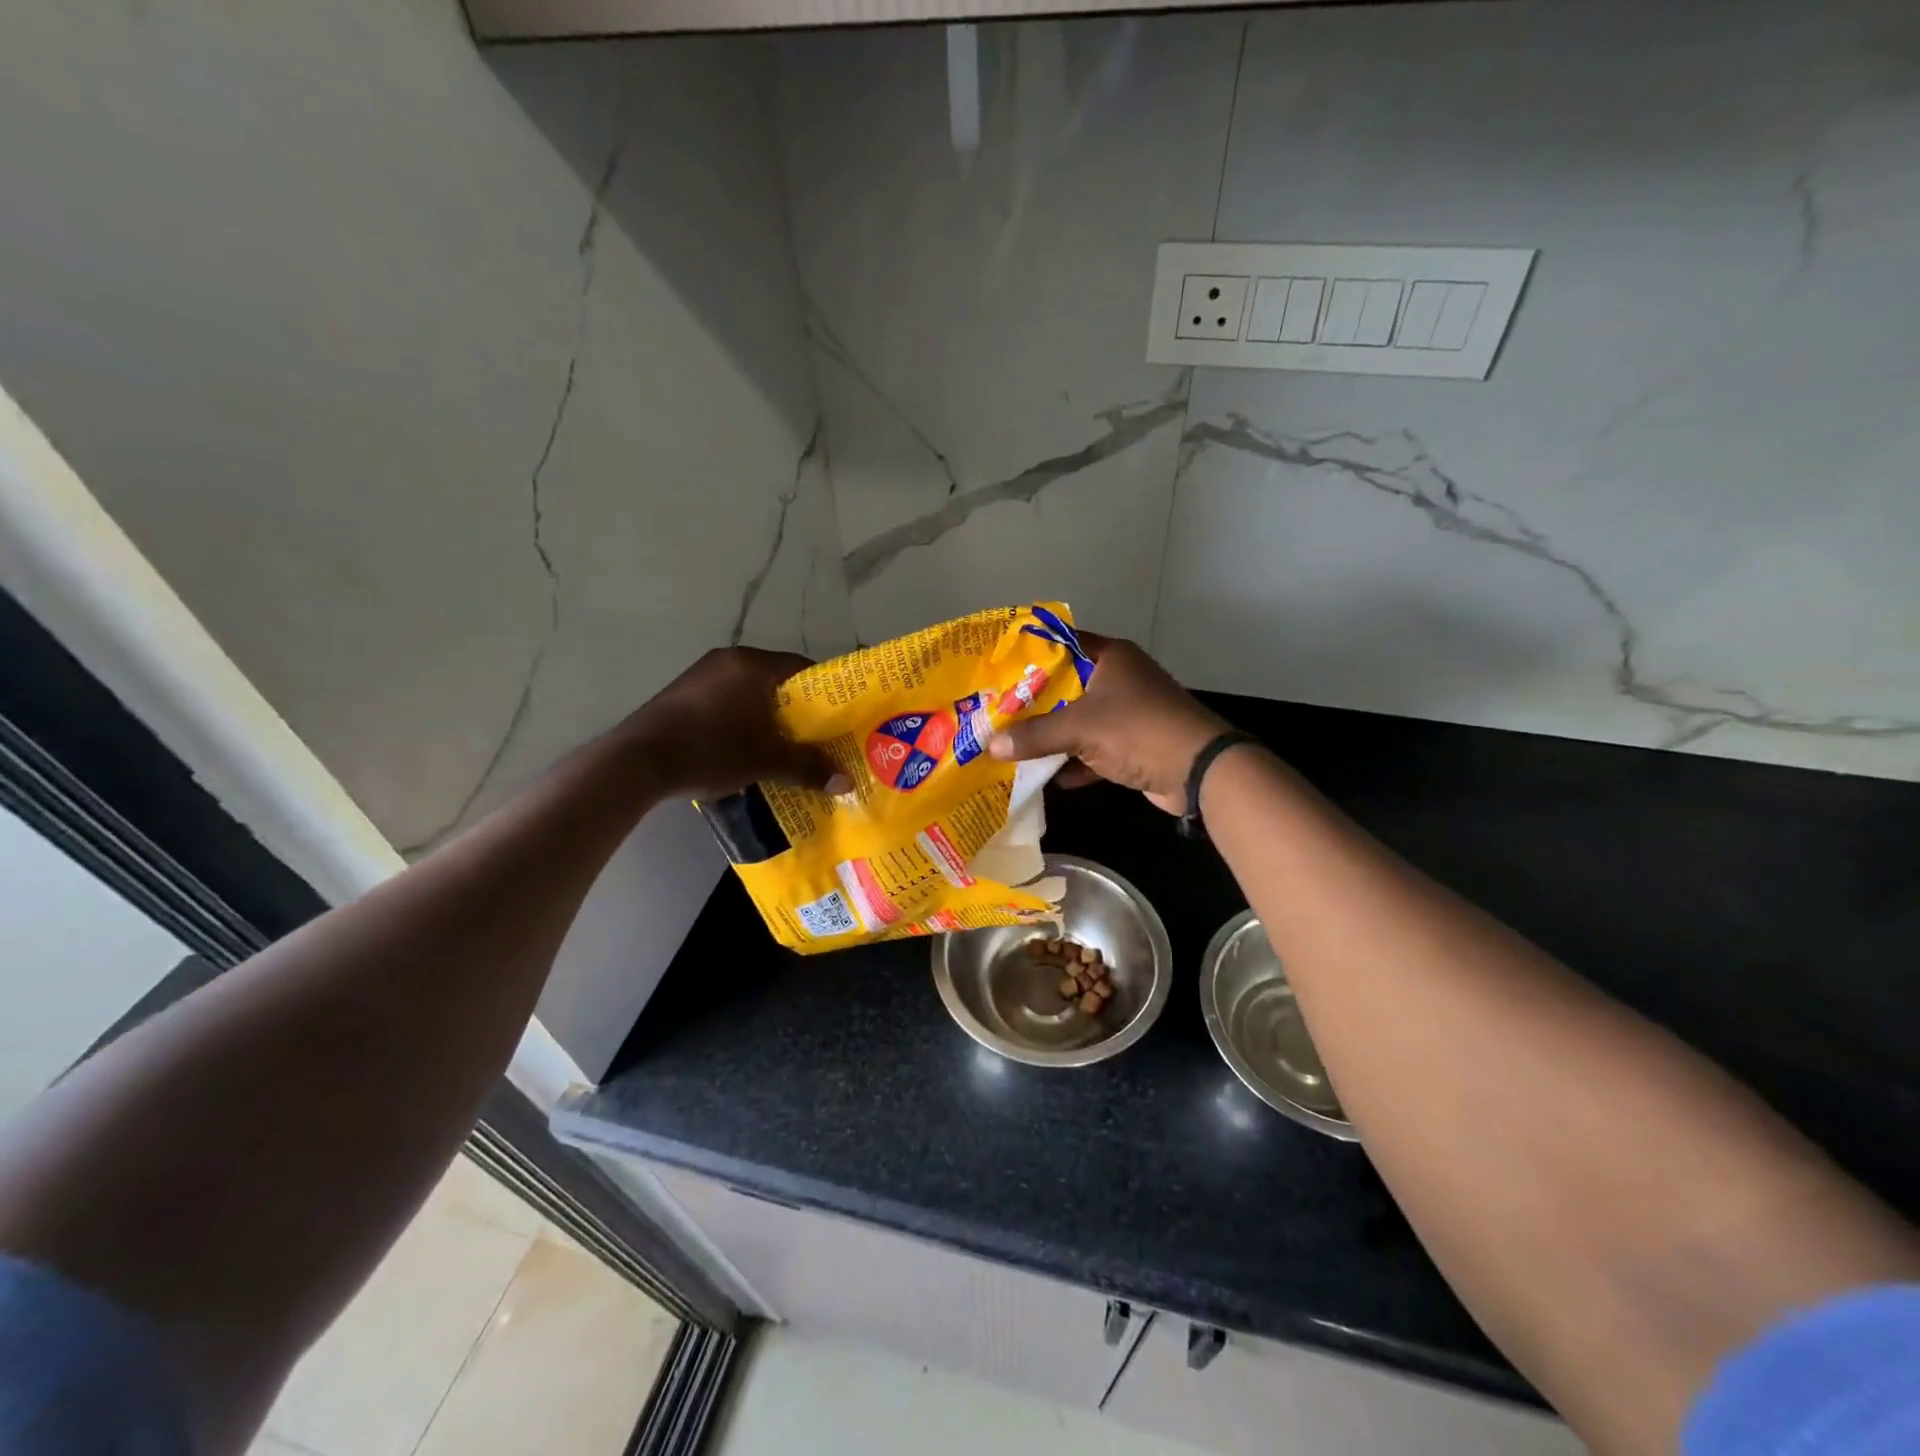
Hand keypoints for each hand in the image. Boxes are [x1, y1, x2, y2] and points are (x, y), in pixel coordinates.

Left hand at [624, 647, 838, 799]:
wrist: (638, 761)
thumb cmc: (712, 749)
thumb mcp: (767, 761)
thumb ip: (808, 767)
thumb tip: (846, 783)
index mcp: (752, 664)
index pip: (804, 669)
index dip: (827, 695)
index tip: (839, 720)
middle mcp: (727, 660)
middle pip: (777, 682)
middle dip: (798, 711)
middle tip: (817, 738)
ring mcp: (701, 676)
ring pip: (750, 694)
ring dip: (769, 719)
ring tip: (784, 748)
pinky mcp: (682, 696)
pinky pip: (726, 703)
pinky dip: (742, 722)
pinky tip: (746, 749)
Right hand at [986, 634, 1231, 813]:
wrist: (1199, 770)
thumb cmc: (1138, 730)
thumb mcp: (1080, 728)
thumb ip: (1034, 735)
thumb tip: (992, 745)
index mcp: (1109, 658)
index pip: (1060, 645)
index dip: (1028, 656)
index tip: (996, 670)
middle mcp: (1118, 679)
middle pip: (1065, 686)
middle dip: (1032, 704)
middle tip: (995, 713)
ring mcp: (1128, 713)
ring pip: (1079, 721)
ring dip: (1052, 736)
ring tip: (1012, 746)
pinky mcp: (1134, 744)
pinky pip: (1094, 750)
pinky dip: (1075, 762)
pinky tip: (1048, 778)